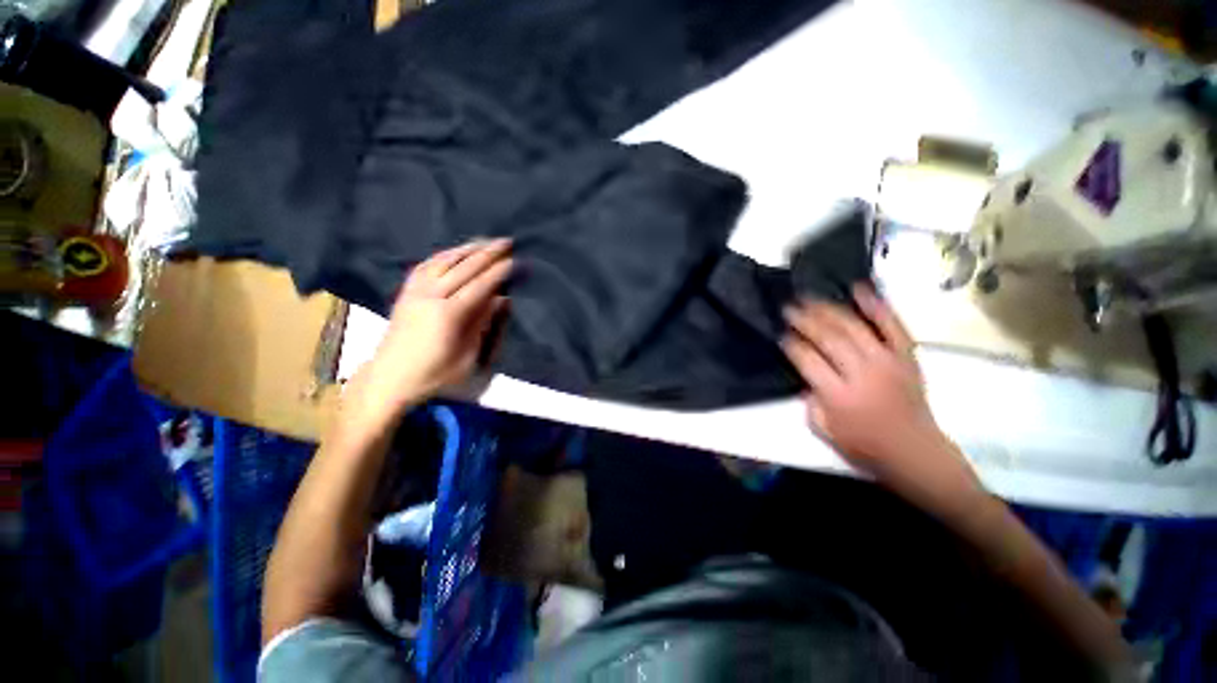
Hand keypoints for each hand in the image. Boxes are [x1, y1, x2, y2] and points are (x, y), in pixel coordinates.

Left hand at [344, 239, 512, 428]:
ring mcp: (415, 292)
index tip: (514, 260)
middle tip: (506, 241)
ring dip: (466, 249)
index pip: (479, 286)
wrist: (389, 378)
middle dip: (487, 253)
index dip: (498, 272)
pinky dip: (443, 255)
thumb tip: (501, 300)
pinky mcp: (405, 292)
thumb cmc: (434, 375)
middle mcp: (431, 296)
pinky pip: (425, 265)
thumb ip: (484, 325)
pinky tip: (454, 252)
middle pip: (463, 268)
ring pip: (443, 261)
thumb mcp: (468, 357)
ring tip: (484, 241)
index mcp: (449, 315)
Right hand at [781, 285, 976, 495]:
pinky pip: (892, 325)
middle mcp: (862, 373)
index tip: (780, 333)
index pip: (807, 359)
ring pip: (853, 327)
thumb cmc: (864, 444)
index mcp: (838, 395)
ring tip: (810, 298)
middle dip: (804, 320)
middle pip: (828, 338)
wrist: (914, 451)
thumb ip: (809, 400)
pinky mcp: (906, 356)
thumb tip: (805, 373)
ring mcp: (888, 361)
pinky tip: (859, 289)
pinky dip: (877, 305)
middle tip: (788, 307)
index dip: (791, 343)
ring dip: (828, 310)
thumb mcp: (824, 430)